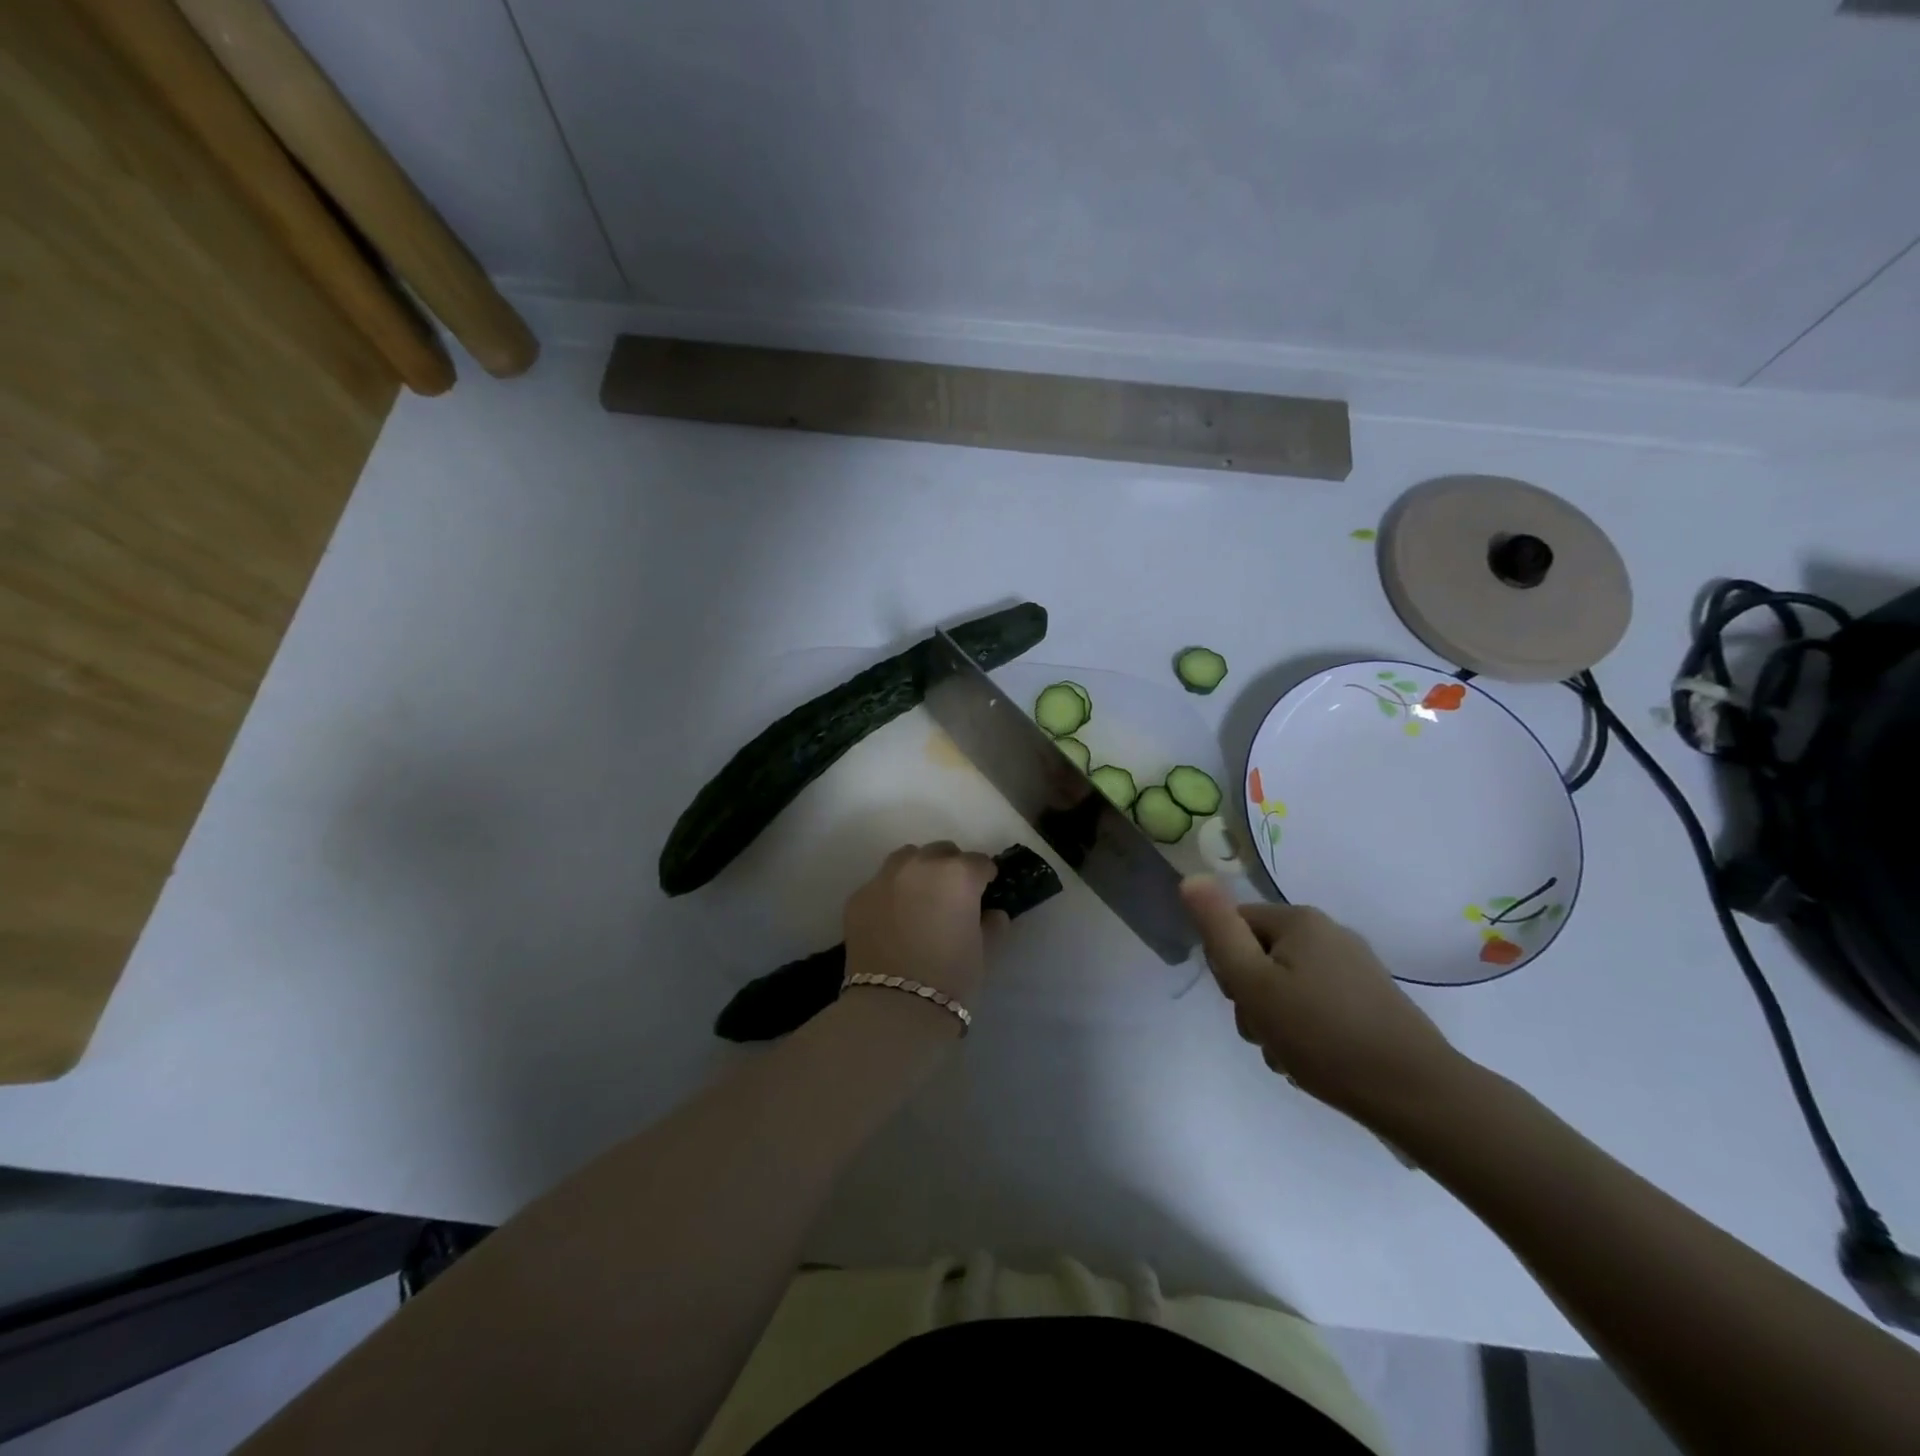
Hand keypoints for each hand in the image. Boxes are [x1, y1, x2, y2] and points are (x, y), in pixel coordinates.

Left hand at [843, 843, 1003, 1009]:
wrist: (894, 1009)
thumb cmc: (951, 979)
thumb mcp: (983, 952)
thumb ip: (991, 925)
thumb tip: (992, 914)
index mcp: (957, 874)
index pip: (979, 862)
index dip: (984, 877)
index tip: (985, 890)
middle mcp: (920, 866)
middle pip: (941, 852)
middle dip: (950, 867)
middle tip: (952, 895)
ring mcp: (884, 879)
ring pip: (906, 858)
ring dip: (918, 870)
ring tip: (920, 898)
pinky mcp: (858, 897)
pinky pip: (879, 884)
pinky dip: (890, 893)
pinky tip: (893, 919)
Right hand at [1181, 877, 1463, 1123]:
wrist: (1416, 1094)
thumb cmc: (1322, 1035)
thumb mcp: (1253, 982)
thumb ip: (1217, 928)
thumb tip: (1192, 878)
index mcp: (1300, 920)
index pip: (1233, 925)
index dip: (1226, 965)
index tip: (1242, 1001)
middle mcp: (1329, 933)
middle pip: (1260, 955)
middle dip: (1251, 997)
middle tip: (1264, 1031)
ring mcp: (1355, 967)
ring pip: (1286, 984)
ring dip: (1274, 1019)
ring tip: (1288, 1054)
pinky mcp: (1371, 1000)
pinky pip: (1316, 1003)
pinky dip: (1305, 1028)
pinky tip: (1312, 1059)